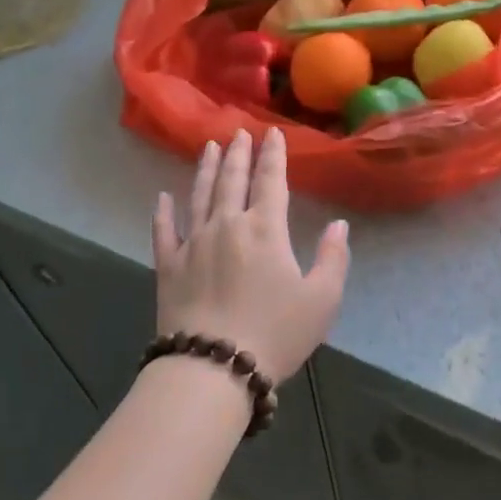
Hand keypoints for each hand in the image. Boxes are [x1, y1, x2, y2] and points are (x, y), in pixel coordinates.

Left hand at [152, 128, 349, 382]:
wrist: (213, 367)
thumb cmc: (275, 333)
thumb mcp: (322, 300)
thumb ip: (333, 258)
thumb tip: (338, 224)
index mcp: (265, 229)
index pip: (271, 181)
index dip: (273, 155)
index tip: (273, 132)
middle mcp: (226, 225)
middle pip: (232, 180)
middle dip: (239, 153)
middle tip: (239, 132)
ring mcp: (193, 243)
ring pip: (199, 195)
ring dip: (206, 169)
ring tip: (209, 147)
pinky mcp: (168, 266)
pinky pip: (164, 231)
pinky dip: (163, 212)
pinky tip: (162, 197)